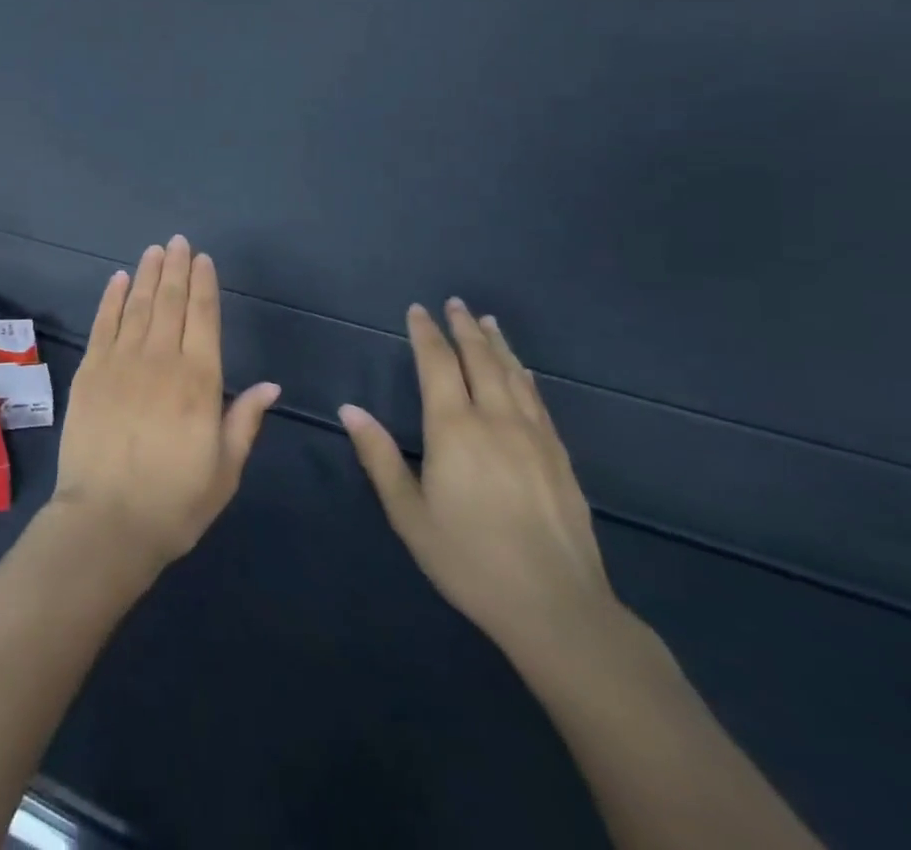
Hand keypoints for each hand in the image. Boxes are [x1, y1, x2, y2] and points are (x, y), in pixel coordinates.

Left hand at [50, 236, 279, 575]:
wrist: (107, 521)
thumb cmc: (175, 503)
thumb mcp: (225, 469)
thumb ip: (245, 420)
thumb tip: (271, 385)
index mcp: (199, 382)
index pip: (204, 318)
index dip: (204, 285)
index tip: (203, 259)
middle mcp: (161, 360)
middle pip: (170, 302)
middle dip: (175, 268)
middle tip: (178, 242)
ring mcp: (120, 362)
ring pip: (137, 306)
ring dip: (146, 275)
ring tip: (154, 250)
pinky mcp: (90, 372)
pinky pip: (103, 324)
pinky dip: (111, 299)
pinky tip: (118, 280)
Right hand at [340, 300, 620, 672]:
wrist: (558, 608)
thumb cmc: (469, 559)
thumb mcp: (409, 513)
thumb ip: (379, 456)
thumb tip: (350, 408)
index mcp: (454, 429)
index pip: (437, 365)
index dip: (426, 333)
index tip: (418, 310)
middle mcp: (496, 421)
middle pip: (480, 360)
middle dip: (464, 329)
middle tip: (455, 303)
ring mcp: (534, 438)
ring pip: (514, 376)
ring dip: (497, 345)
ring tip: (487, 322)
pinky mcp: (560, 459)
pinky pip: (538, 402)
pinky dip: (525, 377)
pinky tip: (524, 372)